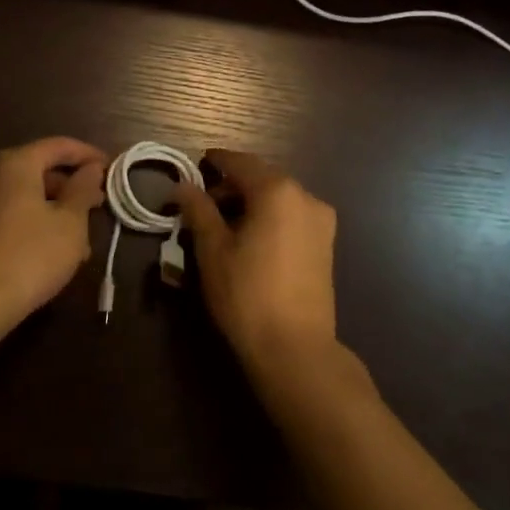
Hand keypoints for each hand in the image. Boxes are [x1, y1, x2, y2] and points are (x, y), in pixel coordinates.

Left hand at [0, 137, 107, 318]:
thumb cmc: (31, 254)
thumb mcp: (70, 222)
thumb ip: (83, 189)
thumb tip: (91, 168)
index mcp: (15, 164)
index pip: (58, 146)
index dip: (88, 155)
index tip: (112, 168)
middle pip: (39, 170)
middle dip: (72, 187)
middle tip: (99, 204)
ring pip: (26, 196)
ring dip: (56, 210)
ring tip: (82, 238)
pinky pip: (11, 215)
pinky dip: (35, 223)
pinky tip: (54, 251)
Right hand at [171, 149, 338, 375]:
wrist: (295, 348)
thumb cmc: (247, 293)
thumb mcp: (213, 250)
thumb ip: (198, 210)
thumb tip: (183, 185)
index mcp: (277, 190)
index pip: (241, 163)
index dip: (216, 161)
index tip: (197, 164)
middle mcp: (305, 196)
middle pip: (263, 177)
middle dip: (233, 185)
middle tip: (204, 203)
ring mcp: (321, 221)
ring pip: (279, 197)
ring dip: (252, 202)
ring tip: (224, 225)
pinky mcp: (326, 245)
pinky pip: (292, 216)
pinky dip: (270, 217)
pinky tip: (251, 239)